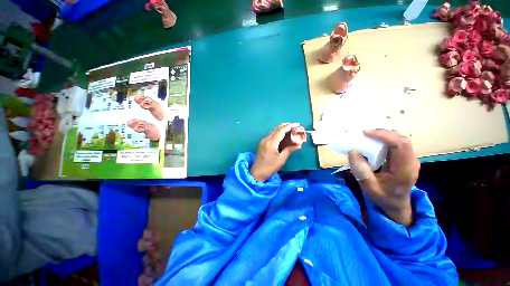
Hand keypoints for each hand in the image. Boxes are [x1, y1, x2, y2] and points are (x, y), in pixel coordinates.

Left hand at [251, 123, 302, 181]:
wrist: (257, 172)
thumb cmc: (270, 167)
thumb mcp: (281, 159)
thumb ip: (289, 150)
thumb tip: (299, 145)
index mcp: (271, 143)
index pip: (281, 130)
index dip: (290, 126)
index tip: (298, 124)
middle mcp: (266, 139)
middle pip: (277, 129)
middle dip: (286, 126)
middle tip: (296, 127)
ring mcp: (263, 140)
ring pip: (274, 131)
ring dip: (282, 129)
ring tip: (291, 129)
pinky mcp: (262, 143)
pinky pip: (271, 135)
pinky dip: (278, 133)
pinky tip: (284, 135)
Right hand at [348, 130, 419, 225]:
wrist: (396, 204)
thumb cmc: (383, 197)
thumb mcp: (368, 187)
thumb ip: (361, 171)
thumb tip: (353, 151)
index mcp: (404, 170)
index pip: (400, 145)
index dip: (384, 135)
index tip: (366, 133)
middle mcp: (411, 161)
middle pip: (402, 139)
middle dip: (383, 132)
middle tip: (364, 132)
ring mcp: (409, 159)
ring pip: (400, 139)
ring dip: (384, 134)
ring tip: (368, 134)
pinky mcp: (405, 158)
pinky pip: (397, 143)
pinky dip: (385, 138)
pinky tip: (375, 139)